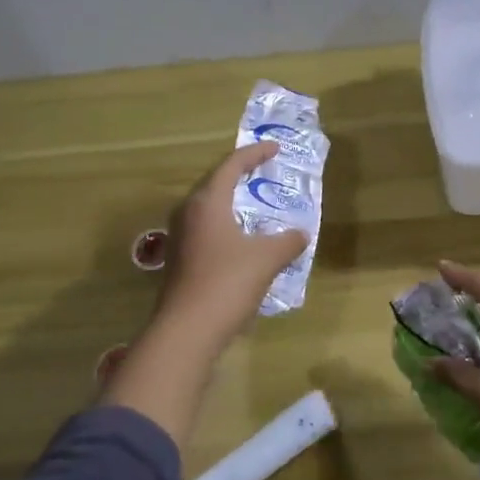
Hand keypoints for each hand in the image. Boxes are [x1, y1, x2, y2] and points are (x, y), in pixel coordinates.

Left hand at [153, 142, 307, 344]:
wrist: (186, 332)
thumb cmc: (227, 283)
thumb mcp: (267, 258)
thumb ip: (288, 241)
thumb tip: (300, 234)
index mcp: (207, 202)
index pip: (231, 165)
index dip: (254, 153)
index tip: (275, 148)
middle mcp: (187, 213)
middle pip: (214, 182)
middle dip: (239, 174)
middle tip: (263, 170)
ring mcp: (179, 237)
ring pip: (207, 207)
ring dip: (230, 201)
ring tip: (253, 203)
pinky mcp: (178, 260)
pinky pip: (204, 229)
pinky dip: (225, 224)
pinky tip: (240, 240)